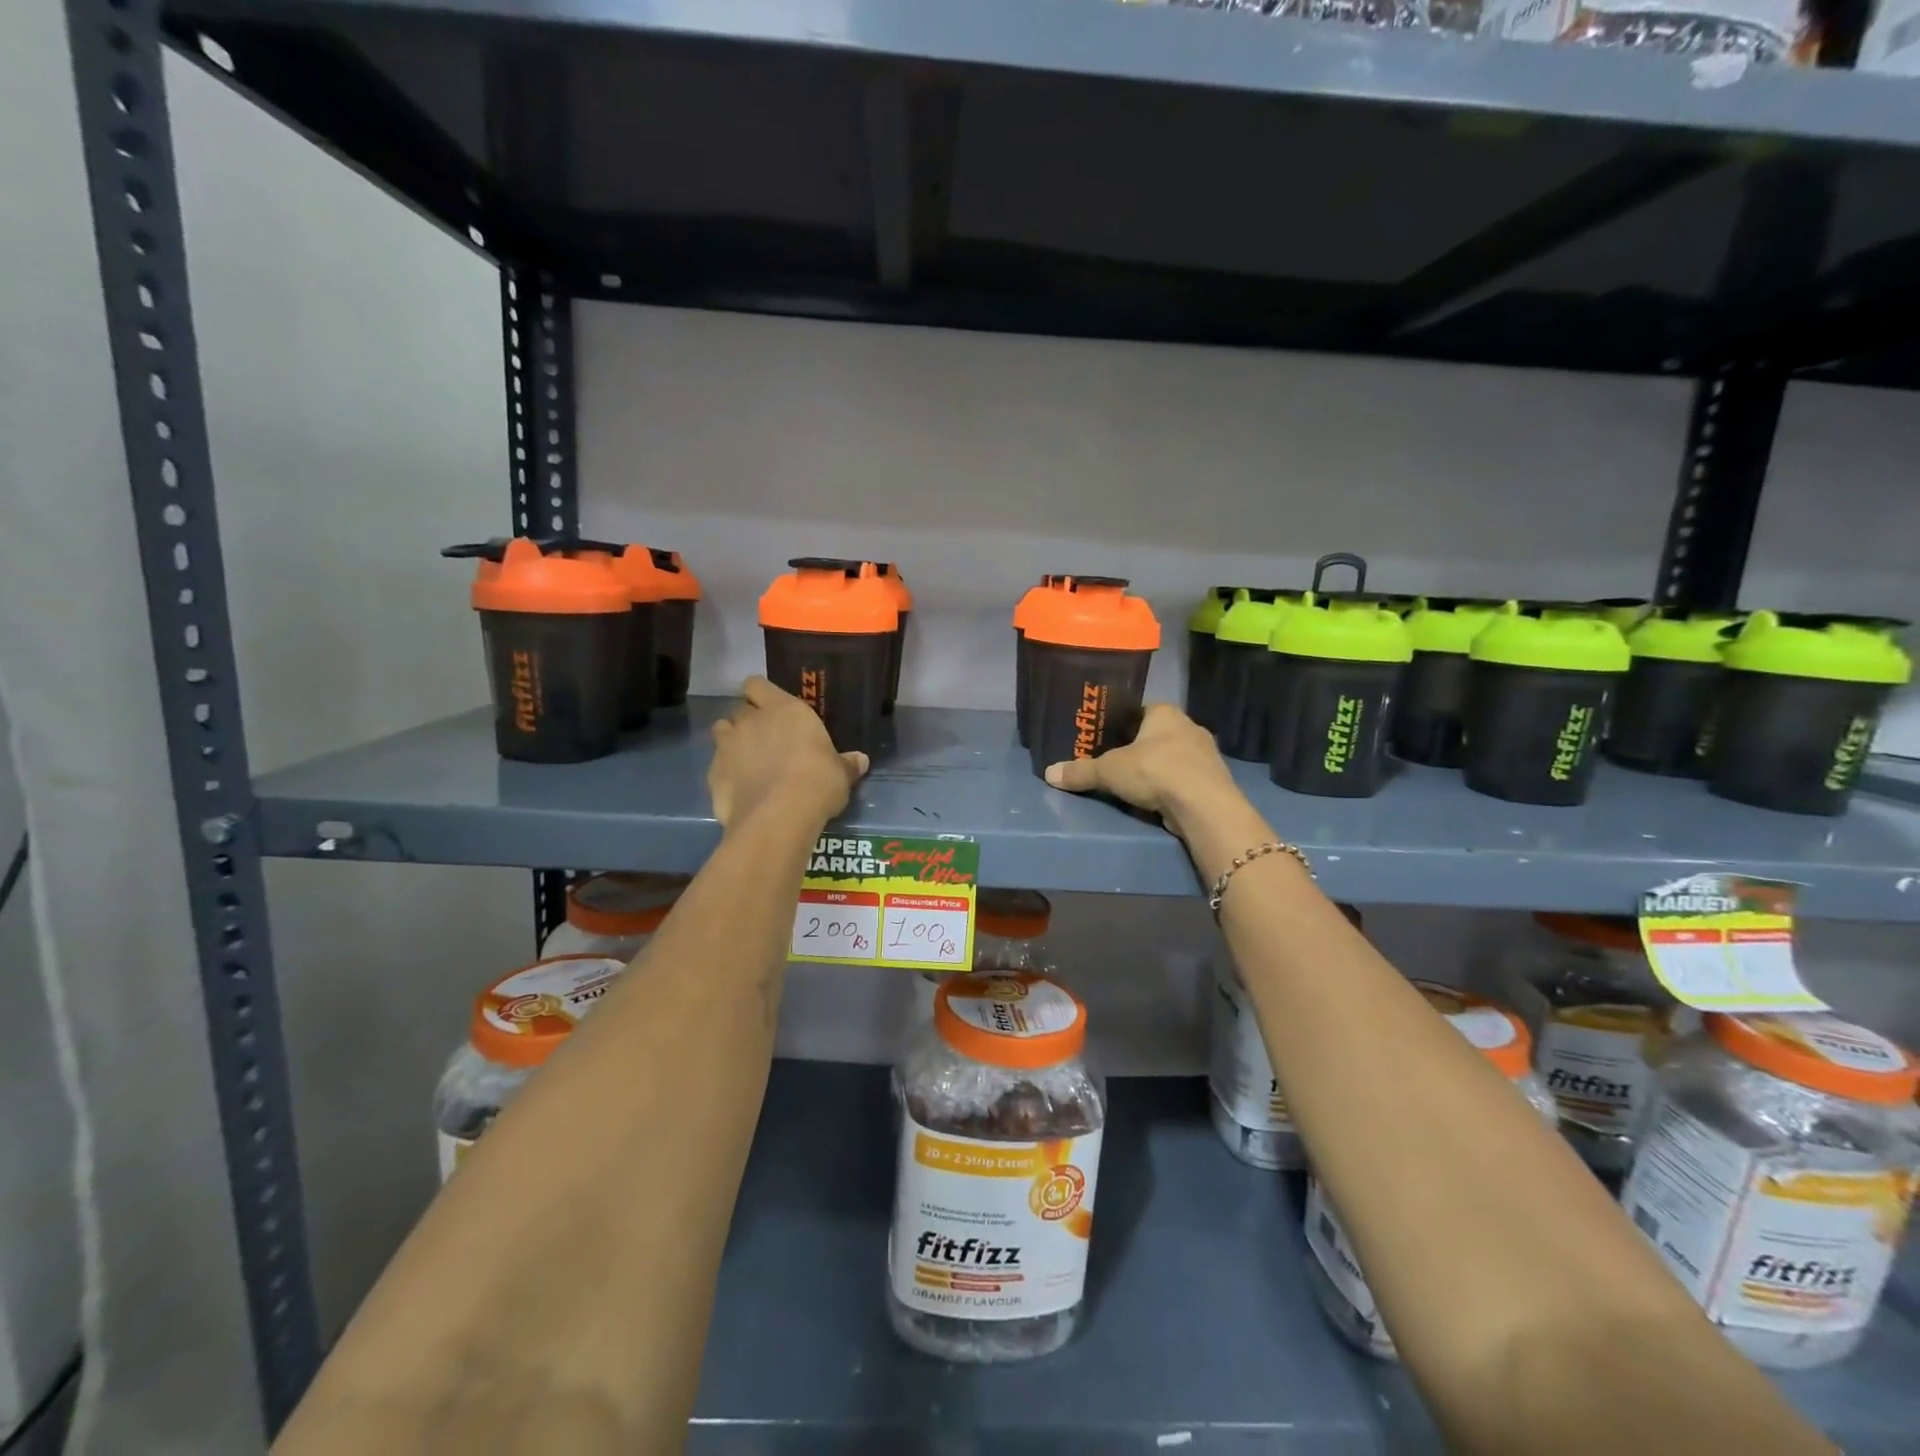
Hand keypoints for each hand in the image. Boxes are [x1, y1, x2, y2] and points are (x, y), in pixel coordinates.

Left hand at [709, 677, 867, 830]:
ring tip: (748, 761)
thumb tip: (860, 760)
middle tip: (765, 740)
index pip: (757, 684)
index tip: (772, 709)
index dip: (761, 695)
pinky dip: (725, 773)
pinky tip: (740, 789)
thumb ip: (846, 764)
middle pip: (740, 708)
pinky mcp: (713, 773)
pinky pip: (716, 765)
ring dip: (732, 741)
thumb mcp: (841, 774)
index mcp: (784, 709)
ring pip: (721, 731)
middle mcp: (752, 720)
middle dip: (749, 720)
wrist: (779, 816)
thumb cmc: (818, 782)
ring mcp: (728, 746)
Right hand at [1045, 704, 1243, 840]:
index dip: (1121, 724)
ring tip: (1135, 784)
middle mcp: (1189, 726)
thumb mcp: (1109, 771)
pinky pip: (1186, 778)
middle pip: (1157, 734)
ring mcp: (1206, 754)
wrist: (1203, 805)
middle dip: (1139, 748)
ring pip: (1174, 756)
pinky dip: (1172, 786)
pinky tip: (1158, 799)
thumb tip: (1049, 773)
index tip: (1106, 739)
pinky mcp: (1214, 780)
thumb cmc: (1155, 771)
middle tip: (1116, 763)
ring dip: (1158, 768)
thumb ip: (1080, 771)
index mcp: (1165, 712)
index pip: (1139, 711)